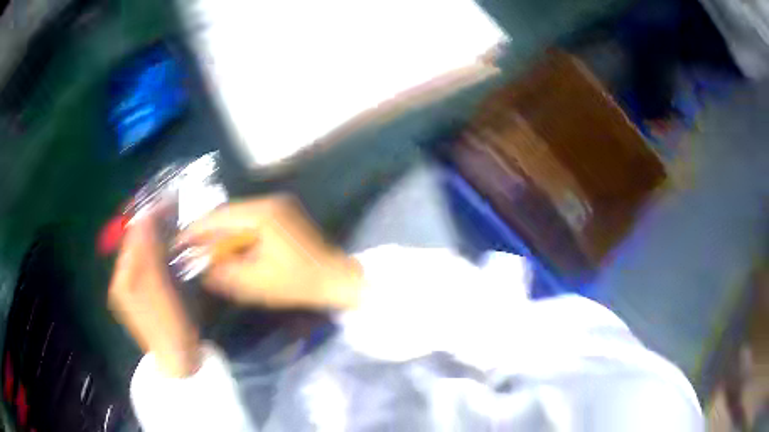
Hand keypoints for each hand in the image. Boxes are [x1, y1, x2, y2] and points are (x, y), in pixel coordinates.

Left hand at [108, 214, 199, 376]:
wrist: (176, 358)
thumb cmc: (170, 325)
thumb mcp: (159, 289)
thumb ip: (148, 254)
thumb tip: (144, 218)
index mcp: (122, 279)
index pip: (131, 237)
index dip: (148, 218)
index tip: (166, 202)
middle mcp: (120, 281)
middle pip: (132, 244)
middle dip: (150, 226)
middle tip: (171, 211)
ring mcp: (127, 289)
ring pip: (137, 253)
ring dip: (151, 237)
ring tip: (169, 225)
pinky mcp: (136, 295)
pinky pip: (141, 264)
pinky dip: (152, 253)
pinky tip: (163, 250)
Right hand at [176, 196, 361, 309]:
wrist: (337, 279)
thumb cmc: (299, 283)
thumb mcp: (256, 283)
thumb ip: (224, 274)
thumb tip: (200, 268)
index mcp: (263, 214)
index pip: (219, 217)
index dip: (196, 230)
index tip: (178, 242)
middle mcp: (270, 202)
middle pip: (227, 213)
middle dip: (206, 232)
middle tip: (188, 249)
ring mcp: (278, 207)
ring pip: (237, 217)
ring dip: (221, 234)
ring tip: (203, 251)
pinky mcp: (282, 215)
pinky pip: (250, 222)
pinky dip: (236, 235)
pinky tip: (227, 250)